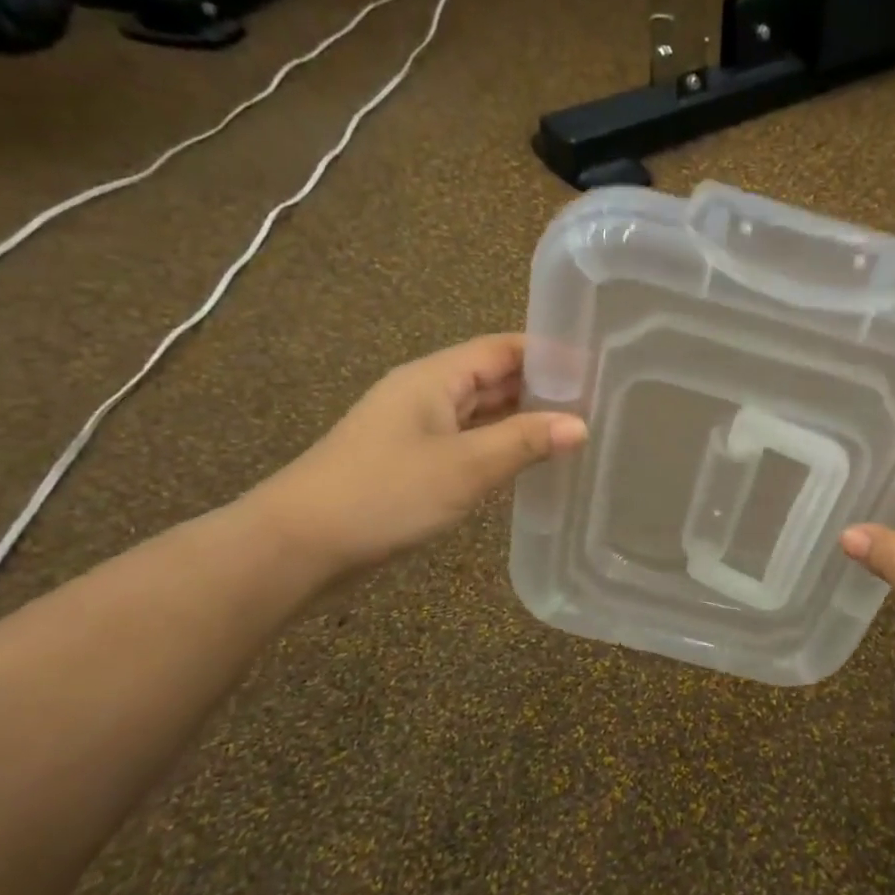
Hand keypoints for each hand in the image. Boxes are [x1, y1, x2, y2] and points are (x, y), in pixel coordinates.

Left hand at [245, 334, 586, 575]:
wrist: (298, 545)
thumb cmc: (384, 494)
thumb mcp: (465, 467)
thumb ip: (525, 442)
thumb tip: (581, 425)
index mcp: (434, 378)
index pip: (503, 348)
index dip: (549, 354)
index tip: (596, 367)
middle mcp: (425, 393)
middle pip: (493, 377)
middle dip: (541, 387)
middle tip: (597, 401)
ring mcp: (416, 428)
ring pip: (480, 411)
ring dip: (522, 418)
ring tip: (575, 429)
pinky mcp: (411, 460)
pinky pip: (467, 440)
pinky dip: (499, 444)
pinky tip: (528, 461)